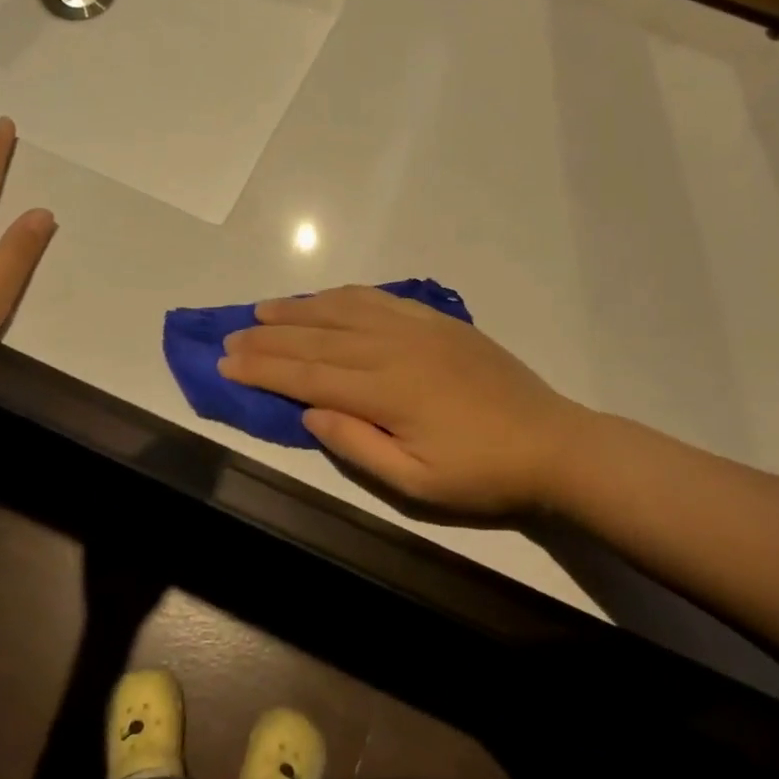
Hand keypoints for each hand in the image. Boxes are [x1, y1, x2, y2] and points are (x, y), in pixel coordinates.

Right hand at [219, 285, 581, 514]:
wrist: (552, 443)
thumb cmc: (481, 473)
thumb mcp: (415, 482)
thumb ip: (357, 445)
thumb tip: (309, 412)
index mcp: (386, 391)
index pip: (307, 374)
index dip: (263, 368)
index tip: (226, 360)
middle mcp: (394, 348)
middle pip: (317, 337)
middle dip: (268, 337)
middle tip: (230, 335)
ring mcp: (418, 328)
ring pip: (344, 309)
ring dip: (299, 308)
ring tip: (263, 309)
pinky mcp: (438, 321)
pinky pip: (380, 299)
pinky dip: (344, 296)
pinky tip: (325, 298)